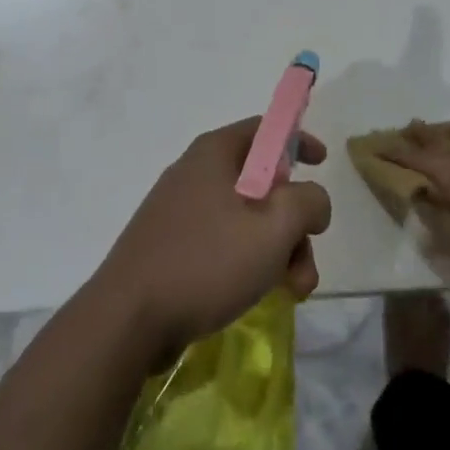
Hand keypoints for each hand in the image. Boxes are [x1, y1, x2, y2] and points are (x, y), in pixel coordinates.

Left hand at [93, 120, 332, 357]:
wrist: (127, 320)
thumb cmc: (206, 262)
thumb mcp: (274, 228)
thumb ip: (307, 202)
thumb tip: (312, 199)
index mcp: (215, 152)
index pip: (265, 129)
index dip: (298, 141)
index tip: (322, 165)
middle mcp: (195, 172)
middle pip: (261, 182)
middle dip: (293, 221)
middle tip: (307, 260)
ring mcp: (179, 211)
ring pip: (245, 219)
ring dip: (277, 250)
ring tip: (292, 291)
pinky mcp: (170, 246)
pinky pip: (221, 241)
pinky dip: (247, 262)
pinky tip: (258, 294)